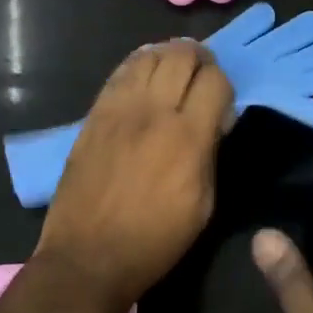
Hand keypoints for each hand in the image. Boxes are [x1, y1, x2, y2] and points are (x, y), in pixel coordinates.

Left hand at [37, 40, 232, 306]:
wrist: (88, 257)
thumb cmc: (155, 240)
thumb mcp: (203, 205)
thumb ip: (210, 153)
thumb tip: (214, 121)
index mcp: (188, 138)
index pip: (215, 81)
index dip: (224, 84)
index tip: (222, 101)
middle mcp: (154, 112)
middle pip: (182, 55)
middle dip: (200, 58)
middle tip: (202, 72)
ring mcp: (119, 109)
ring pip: (149, 55)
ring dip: (168, 55)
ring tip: (175, 67)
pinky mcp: (95, 113)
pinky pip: (120, 72)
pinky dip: (139, 64)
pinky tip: (146, 71)